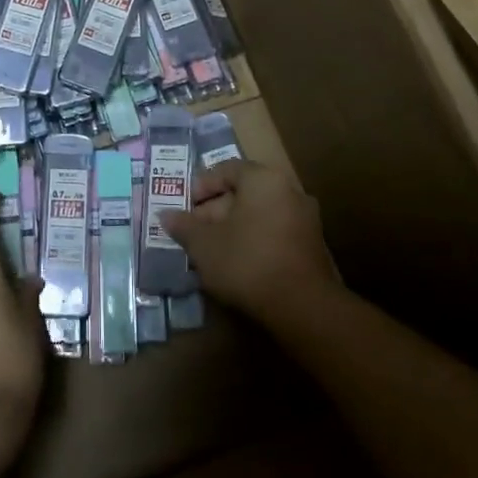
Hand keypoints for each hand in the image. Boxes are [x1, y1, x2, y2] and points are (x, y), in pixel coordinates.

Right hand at [163, 160, 341, 327]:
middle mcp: (288, 190)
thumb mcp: (204, 244)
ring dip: (232, 228)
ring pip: (258, 215)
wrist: (302, 307)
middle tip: (193, 233)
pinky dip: (253, 241)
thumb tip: (165, 215)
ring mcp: (305, 218)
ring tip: (210, 251)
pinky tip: (236, 263)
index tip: (183, 207)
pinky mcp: (312, 245)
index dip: (200, 186)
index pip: (225, 170)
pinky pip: (274, 232)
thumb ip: (183, 226)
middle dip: (214, 211)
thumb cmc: (247, 262)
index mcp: (263, 179)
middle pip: (243, 192)